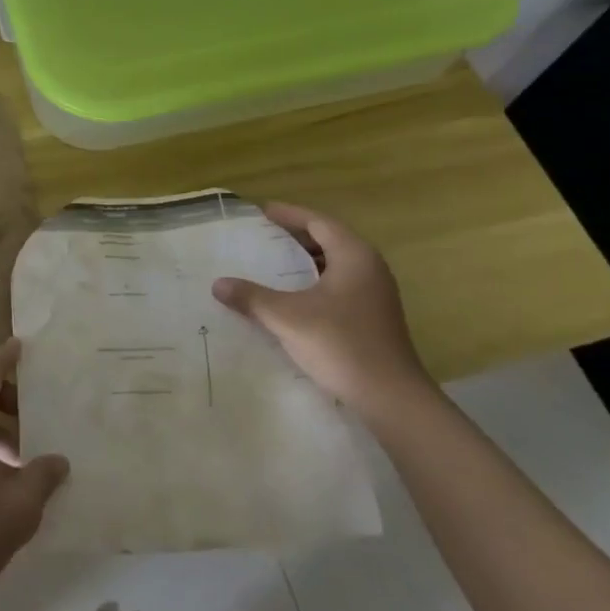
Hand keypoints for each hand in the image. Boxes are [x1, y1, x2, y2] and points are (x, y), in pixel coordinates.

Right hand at [212, 202, 433, 417]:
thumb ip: (252, 297)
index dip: (289, 215)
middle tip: (262, 236)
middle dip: (295, 236)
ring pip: (334, 265)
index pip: (318, 222)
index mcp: (354, 255)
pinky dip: (314, 283)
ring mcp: (375, 294)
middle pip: (328, 240)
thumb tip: (218, 284)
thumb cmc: (341, 344)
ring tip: (272, 263)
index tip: (261, 212)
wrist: (391, 398)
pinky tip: (293, 297)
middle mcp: (369, 267)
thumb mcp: (287, 318)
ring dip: (305, 261)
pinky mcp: (374, 317)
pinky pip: (339, 285)